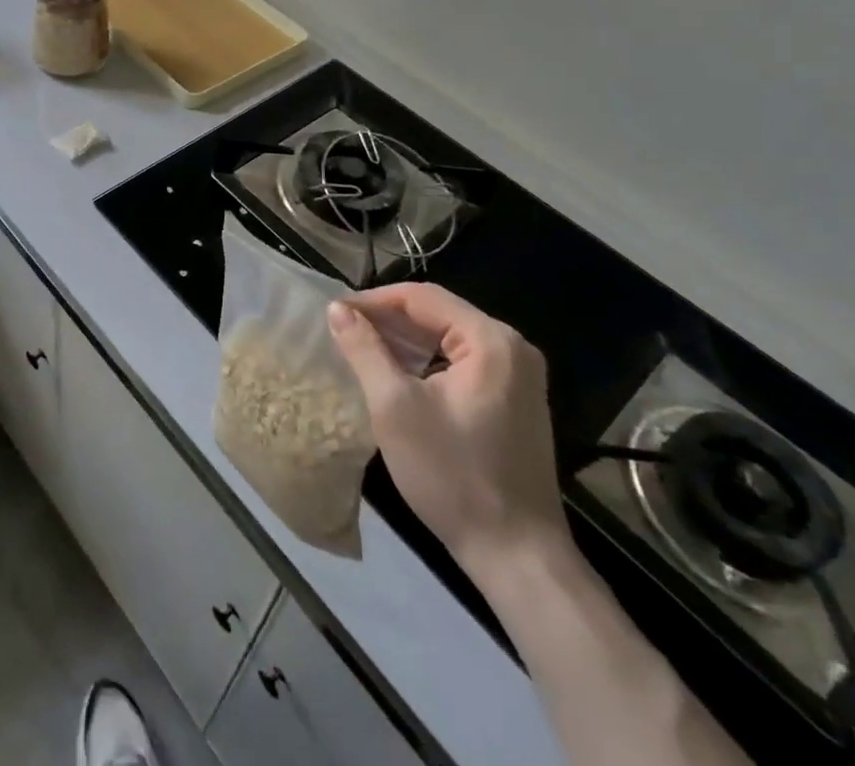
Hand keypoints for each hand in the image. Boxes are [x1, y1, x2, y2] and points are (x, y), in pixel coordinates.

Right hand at [327, 286, 565, 573]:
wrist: (518, 557)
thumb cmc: (453, 476)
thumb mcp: (395, 407)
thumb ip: (364, 349)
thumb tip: (337, 309)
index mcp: (491, 340)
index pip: (422, 297)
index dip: (374, 300)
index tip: (335, 312)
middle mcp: (512, 347)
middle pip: (439, 313)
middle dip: (388, 319)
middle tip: (344, 330)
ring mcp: (519, 375)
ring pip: (449, 337)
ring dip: (406, 340)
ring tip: (362, 349)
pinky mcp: (516, 400)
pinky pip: (462, 361)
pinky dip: (427, 361)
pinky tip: (398, 375)